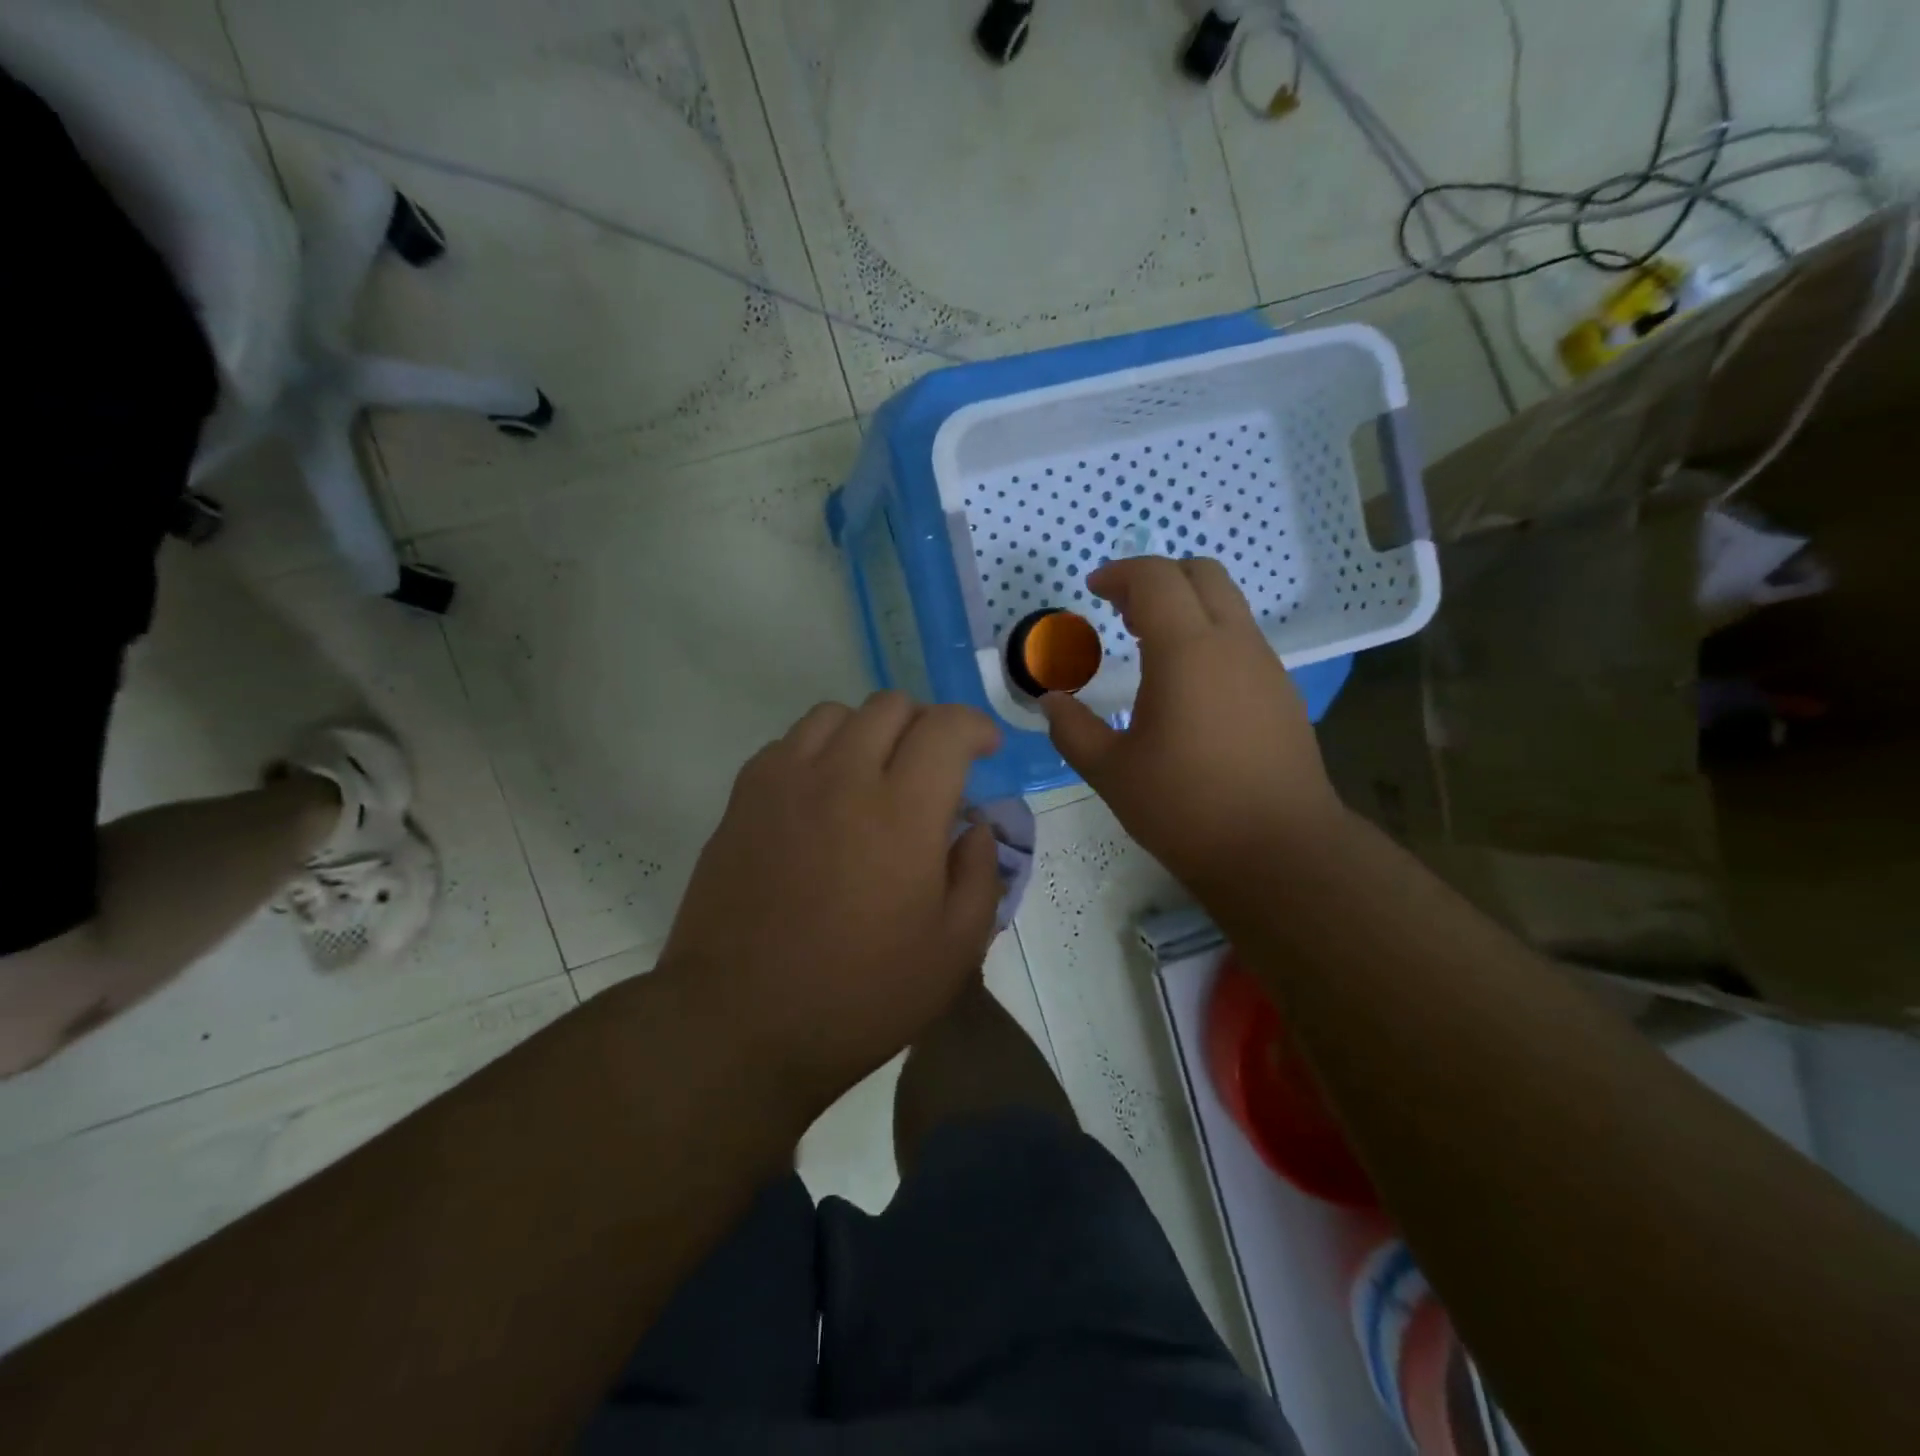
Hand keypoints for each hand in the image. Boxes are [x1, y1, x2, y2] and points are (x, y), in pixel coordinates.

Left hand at [657, 693, 1003, 1119]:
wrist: (739, 1023)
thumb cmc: (859, 996)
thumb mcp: (954, 951)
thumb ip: (980, 874)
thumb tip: (975, 825)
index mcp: (902, 812)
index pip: (947, 726)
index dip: (975, 727)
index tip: (984, 751)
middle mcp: (842, 777)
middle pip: (891, 706)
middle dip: (926, 726)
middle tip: (933, 770)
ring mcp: (784, 782)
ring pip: (836, 714)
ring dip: (869, 732)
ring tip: (874, 777)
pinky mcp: (743, 798)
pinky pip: (789, 743)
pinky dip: (819, 752)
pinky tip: (822, 797)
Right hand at [1042, 557, 1347, 892]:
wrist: (1279, 852)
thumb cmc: (1186, 809)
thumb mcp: (1111, 772)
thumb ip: (1072, 729)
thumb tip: (1050, 702)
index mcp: (1187, 651)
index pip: (1156, 578)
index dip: (1120, 573)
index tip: (1093, 590)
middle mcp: (1233, 644)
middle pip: (1201, 573)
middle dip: (1156, 577)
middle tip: (1121, 611)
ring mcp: (1265, 666)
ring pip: (1227, 604)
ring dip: (1185, 606)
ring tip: (1149, 646)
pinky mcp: (1282, 692)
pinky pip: (1242, 639)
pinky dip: (1209, 636)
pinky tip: (1188, 685)